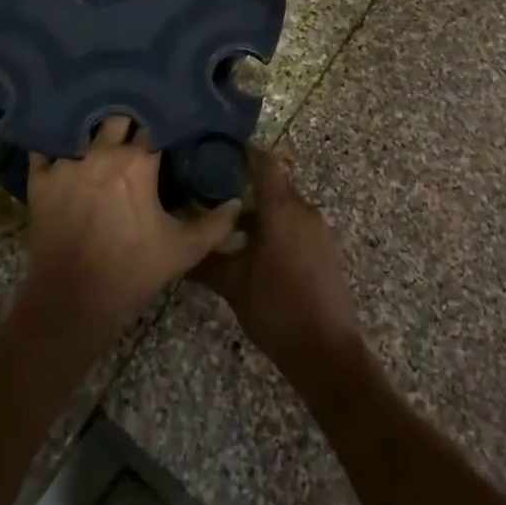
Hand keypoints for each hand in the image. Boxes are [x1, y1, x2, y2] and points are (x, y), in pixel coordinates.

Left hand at [19, 117, 242, 345]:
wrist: (73, 302)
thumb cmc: (132, 272)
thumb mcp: (182, 251)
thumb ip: (214, 224)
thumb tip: (236, 203)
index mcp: (137, 163)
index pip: (153, 128)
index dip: (160, 129)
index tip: (165, 131)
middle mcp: (101, 153)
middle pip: (117, 119)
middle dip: (127, 124)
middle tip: (133, 134)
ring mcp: (66, 164)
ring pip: (81, 131)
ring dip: (91, 134)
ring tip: (97, 137)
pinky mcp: (40, 180)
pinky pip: (44, 151)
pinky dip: (53, 149)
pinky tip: (60, 152)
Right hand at [190, 146, 363, 378]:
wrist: (327, 353)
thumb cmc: (277, 308)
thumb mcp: (233, 285)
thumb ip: (205, 261)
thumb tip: (178, 250)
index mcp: (282, 209)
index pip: (264, 163)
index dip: (243, 152)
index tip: (217, 151)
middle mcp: (303, 211)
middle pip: (273, 183)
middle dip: (245, 183)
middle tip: (211, 188)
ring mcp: (317, 231)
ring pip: (284, 206)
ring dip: (259, 209)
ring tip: (226, 221)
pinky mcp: (323, 250)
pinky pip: (295, 224)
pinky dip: (274, 226)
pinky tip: (251, 246)